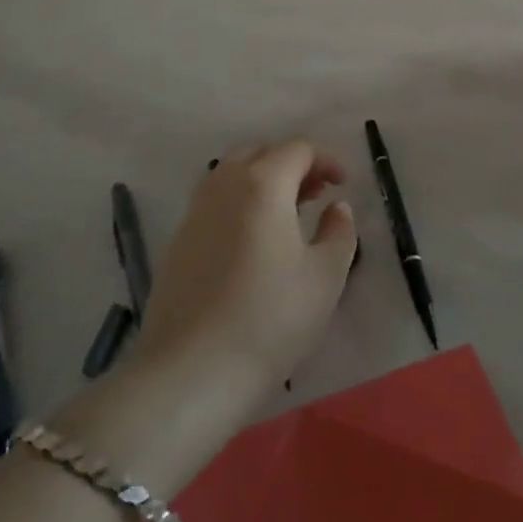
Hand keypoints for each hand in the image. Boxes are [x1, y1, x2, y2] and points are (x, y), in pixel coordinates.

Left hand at [130, 140, 358, 399]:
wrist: (191, 373)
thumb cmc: (270, 319)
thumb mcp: (325, 277)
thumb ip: (339, 232)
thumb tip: (336, 207)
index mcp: (263, 183)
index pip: (298, 148)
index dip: (326, 159)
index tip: (344, 184)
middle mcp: (224, 185)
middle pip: (261, 152)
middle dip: (293, 164)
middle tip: (317, 193)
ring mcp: (195, 212)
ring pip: (233, 174)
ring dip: (264, 180)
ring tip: (288, 214)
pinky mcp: (178, 241)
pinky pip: (215, 201)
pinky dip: (240, 202)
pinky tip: (254, 241)